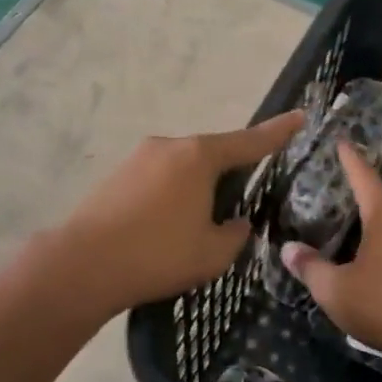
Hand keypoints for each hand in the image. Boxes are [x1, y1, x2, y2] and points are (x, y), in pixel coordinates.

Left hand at [49, 111, 304, 317]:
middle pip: (213, 153)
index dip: (278, 132)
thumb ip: (235, 234)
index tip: (300, 116)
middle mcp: (171, 146)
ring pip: (184, 166)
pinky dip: (171, 194)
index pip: (250, 141)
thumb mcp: (212, 253)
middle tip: (236, 206)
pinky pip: (159, 177)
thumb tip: (237, 222)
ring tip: (194, 226)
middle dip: (228, 174)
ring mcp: (140, 156)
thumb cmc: (157, 255)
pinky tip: (164, 226)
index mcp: (200, 156)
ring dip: (196, 187)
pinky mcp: (117, 174)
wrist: (81, 265)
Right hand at [281, 143, 381, 371]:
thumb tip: (288, 249)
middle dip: (355, 188)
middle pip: (377, 197)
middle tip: (329, 182)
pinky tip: (361, 253)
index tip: (340, 140)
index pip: (363, 177)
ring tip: (341, 217)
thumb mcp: (336, 290)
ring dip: (366, 217)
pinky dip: (375, 238)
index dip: (349, 159)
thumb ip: (310, 268)